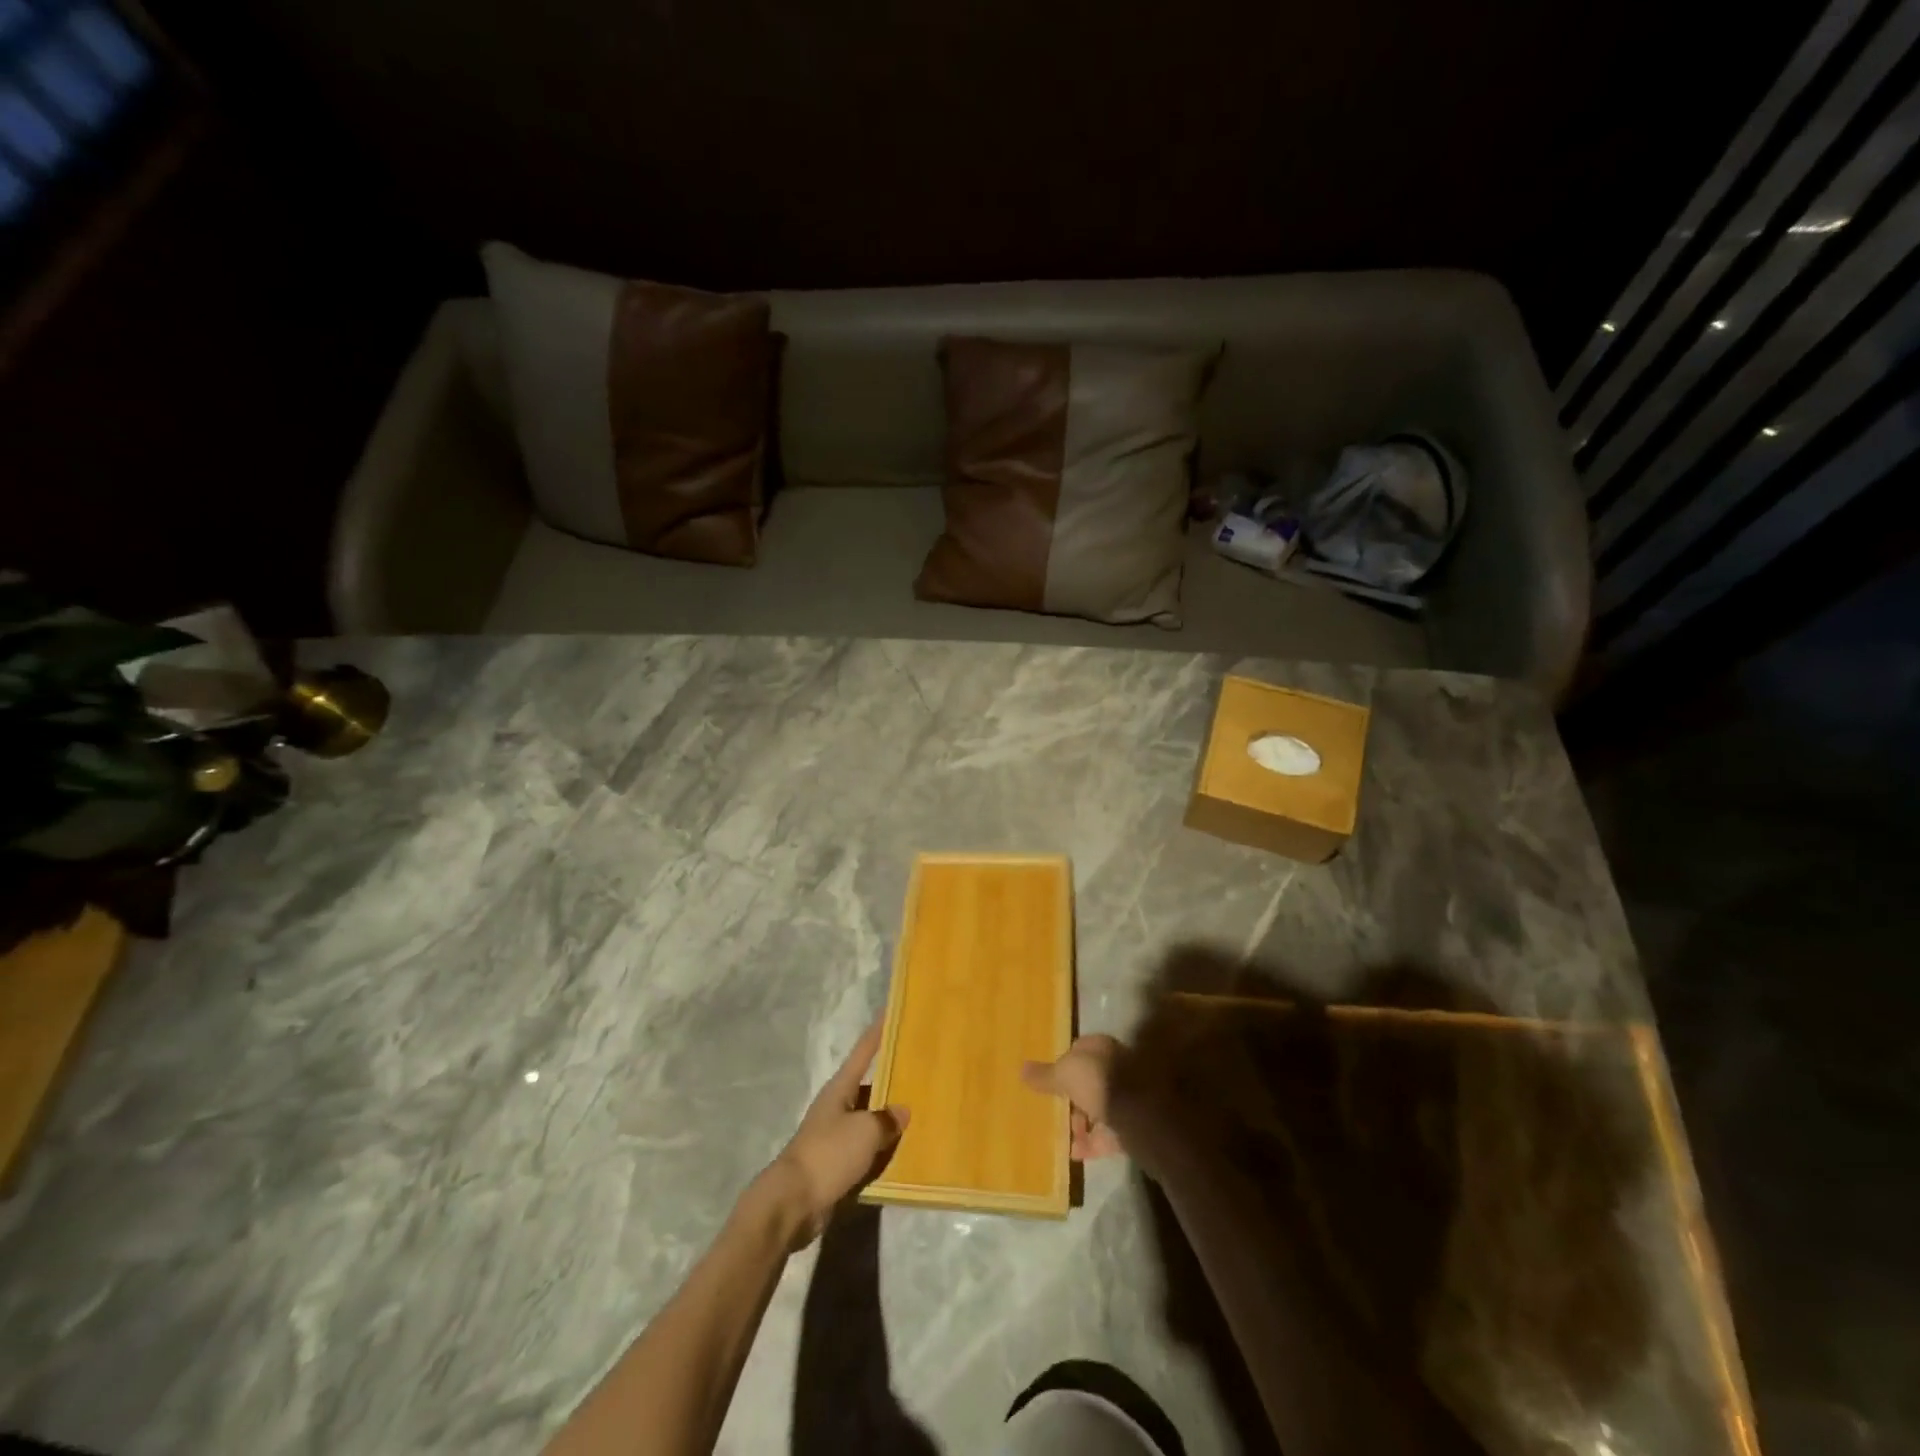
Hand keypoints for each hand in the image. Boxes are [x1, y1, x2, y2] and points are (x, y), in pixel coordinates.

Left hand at [762, 1018, 908, 1243]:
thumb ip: (886, 1119)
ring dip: (890, 1118)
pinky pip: (868, 1150)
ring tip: (922, 1110)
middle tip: (922, 1068)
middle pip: (870, 1086)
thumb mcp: (864, 1131)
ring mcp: (837, 1136)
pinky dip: (884, 1149)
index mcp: (841, 1088)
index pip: (863, 1051)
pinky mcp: (838, 1164)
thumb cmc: (828, 1154)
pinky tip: (905, 1152)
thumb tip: (901, 1111)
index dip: (878, 1032)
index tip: (891, 1011)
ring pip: (870, 1119)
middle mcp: (838, 1106)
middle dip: (893, 1078)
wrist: (793, 1203)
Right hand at [1023, 1034, 1125, 1160]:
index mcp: (1101, 1048)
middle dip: (1071, 1098)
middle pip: (1088, 1082)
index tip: (1048, 1081)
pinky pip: (1107, 1134)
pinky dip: (1092, 1144)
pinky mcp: (1132, 1125)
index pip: (1078, 1050)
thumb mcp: (1065, 1074)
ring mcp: (1127, 1097)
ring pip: (1098, 1108)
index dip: (1062, 1064)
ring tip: (1064, 1137)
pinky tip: (1075, 1153)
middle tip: (1053, 1111)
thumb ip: (1046, 1075)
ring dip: (1081, 1123)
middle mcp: (1116, 1066)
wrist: (1140, 1116)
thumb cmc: (1099, 1082)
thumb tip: (1022, 1069)